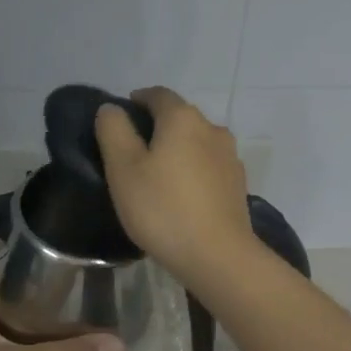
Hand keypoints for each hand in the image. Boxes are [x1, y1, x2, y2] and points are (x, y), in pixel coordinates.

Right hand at [94, 86, 256, 286]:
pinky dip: (193, 170)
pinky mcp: (238, 183)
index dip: (137, 101)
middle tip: (132, 152)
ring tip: (157, 175)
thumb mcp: (123, 169)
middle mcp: (212, 128)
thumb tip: (112, 109)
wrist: (217, 256)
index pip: (158, 94)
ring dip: (177, 150)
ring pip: (196, 142)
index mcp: (183, 118)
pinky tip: (181, 194)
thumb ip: (113, 131)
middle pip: (179, 117)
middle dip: (157, 127)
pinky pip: (209, 165)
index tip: (120, 119)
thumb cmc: (162, 208)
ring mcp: (230, 156)